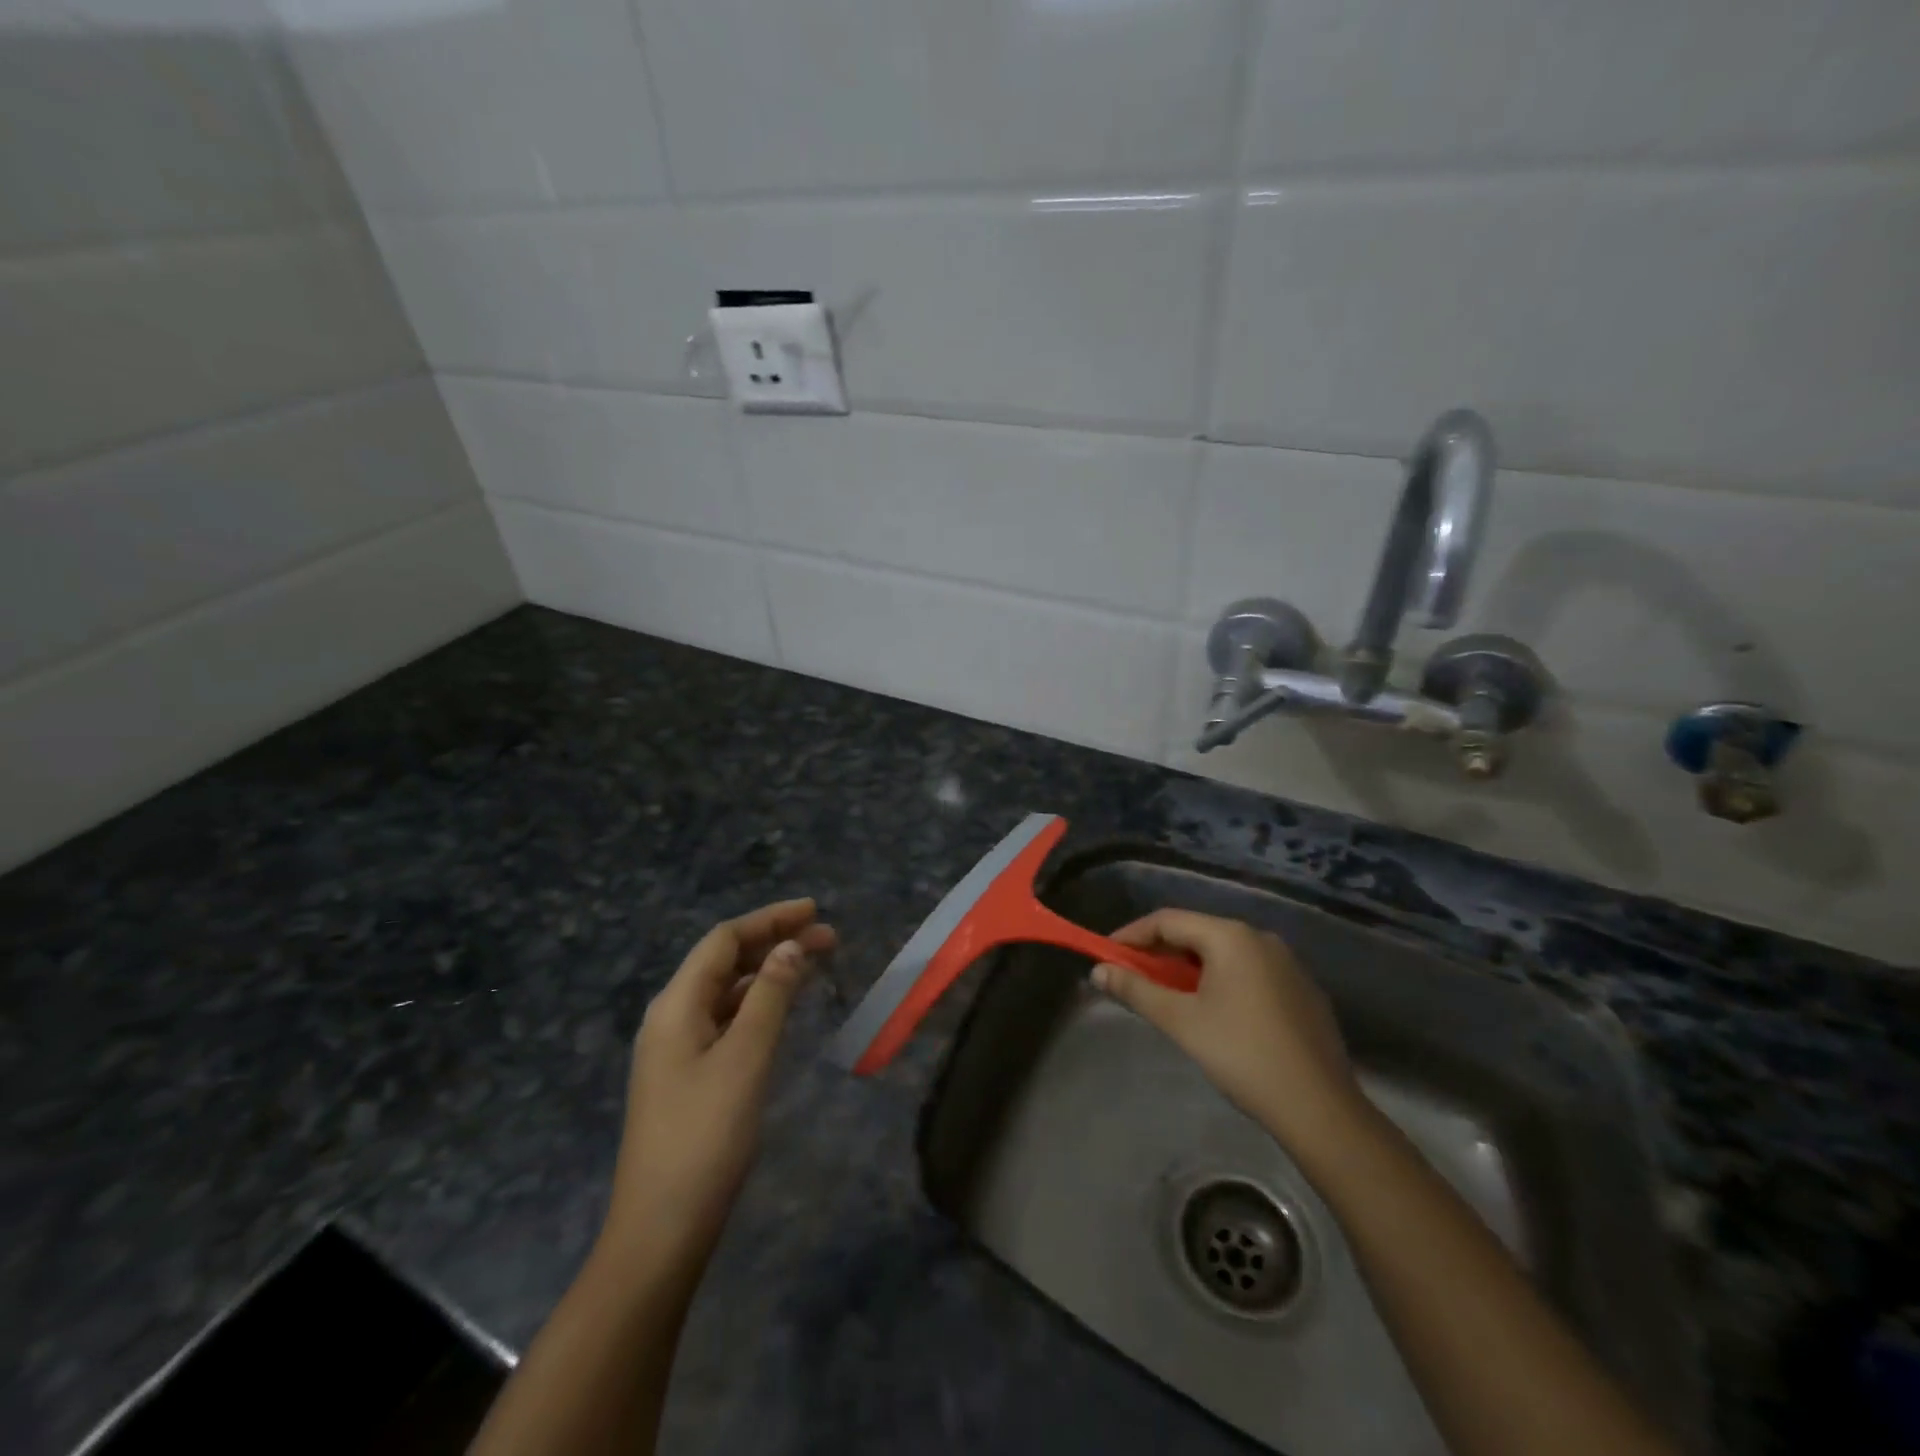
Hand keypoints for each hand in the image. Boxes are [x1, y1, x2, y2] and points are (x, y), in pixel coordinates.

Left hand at [599, 898, 835, 1282]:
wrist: (662, 1230)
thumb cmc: (706, 1135)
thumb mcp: (746, 1057)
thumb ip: (770, 996)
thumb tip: (791, 947)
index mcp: (676, 1005)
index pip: (724, 940)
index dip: (770, 920)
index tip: (815, 911)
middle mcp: (671, 1018)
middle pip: (725, 962)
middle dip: (775, 943)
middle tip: (829, 938)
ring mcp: (677, 1050)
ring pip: (728, 992)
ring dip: (769, 973)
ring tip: (815, 965)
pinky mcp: (688, 1077)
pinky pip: (727, 1021)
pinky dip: (758, 1004)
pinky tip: (783, 1010)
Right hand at [1092, 909, 1361, 1156]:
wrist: (1319, 1108)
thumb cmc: (1241, 1055)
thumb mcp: (1180, 1021)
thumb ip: (1136, 989)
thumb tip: (1098, 971)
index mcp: (1231, 936)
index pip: (1168, 920)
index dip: (1132, 935)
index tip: (1106, 956)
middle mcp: (1261, 937)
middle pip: (1197, 933)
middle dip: (1159, 952)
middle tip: (1132, 977)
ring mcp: (1287, 963)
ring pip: (1224, 953)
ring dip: (1189, 968)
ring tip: (1167, 995)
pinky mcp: (1302, 990)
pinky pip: (1249, 971)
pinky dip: (1220, 980)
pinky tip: (1214, 1012)